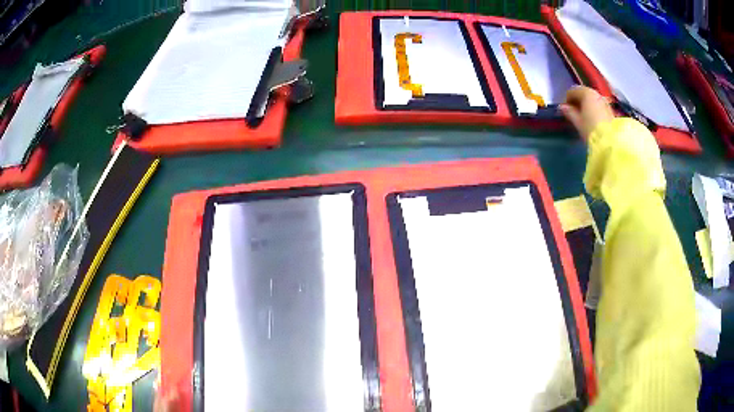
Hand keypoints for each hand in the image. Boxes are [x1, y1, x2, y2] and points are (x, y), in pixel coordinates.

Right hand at [560, 86, 614, 139]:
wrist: (610, 141)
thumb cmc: (590, 129)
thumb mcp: (577, 121)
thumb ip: (569, 112)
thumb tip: (562, 107)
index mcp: (586, 93)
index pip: (572, 91)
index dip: (567, 99)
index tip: (565, 110)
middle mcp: (596, 93)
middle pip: (583, 93)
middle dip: (577, 101)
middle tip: (574, 113)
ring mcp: (604, 101)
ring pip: (591, 99)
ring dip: (586, 105)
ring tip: (583, 117)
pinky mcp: (610, 110)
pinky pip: (598, 105)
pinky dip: (593, 109)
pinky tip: (592, 119)